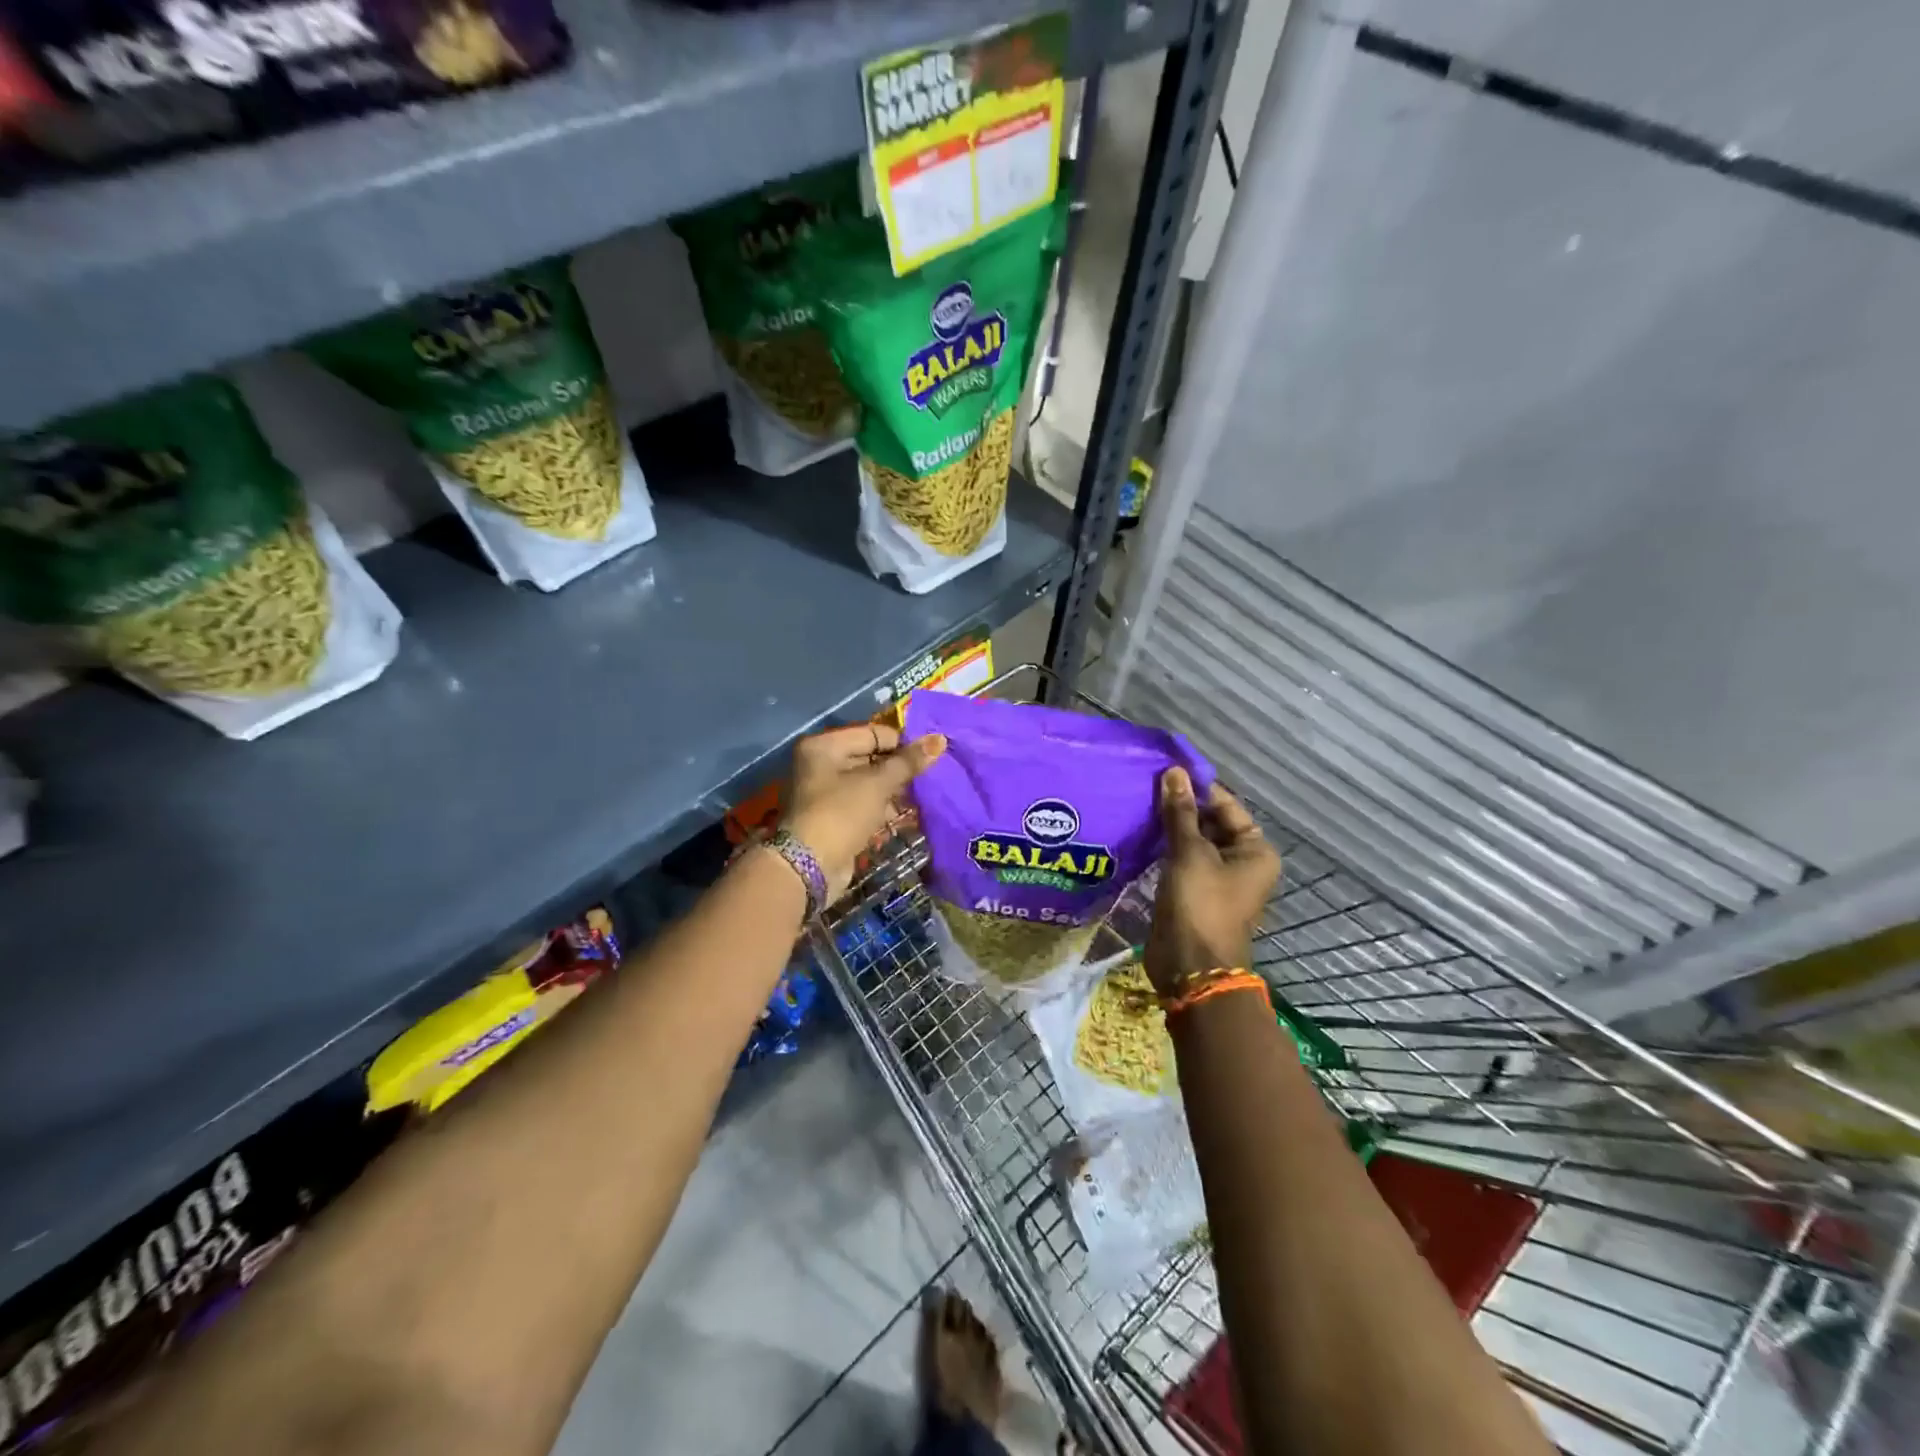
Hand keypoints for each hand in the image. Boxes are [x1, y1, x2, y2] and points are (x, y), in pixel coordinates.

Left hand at [783, 723, 945, 898]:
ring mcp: (826, 793)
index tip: (930, 756)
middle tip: (931, 776)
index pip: (872, 733)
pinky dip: (884, 808)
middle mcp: (821, 764)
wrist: (810, 867)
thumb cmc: (842, 813)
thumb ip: (908, 762)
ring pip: (870, 784)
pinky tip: (909, 815)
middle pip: (871, 758)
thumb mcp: (878, 784)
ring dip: (895, 791)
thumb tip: (940, 739)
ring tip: (925, 796)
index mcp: (825, 746)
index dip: (902, 743)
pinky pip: (865, 805)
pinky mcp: (835, 818)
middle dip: (900, 769)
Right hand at [1145, 768, 1281, 994]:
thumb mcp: (1189, 853)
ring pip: (1192, 840)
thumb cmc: (1200, 905)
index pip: (1225, 805)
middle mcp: (1241, 861)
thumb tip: (1174, 772)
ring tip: (1138, 804)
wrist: (1190, 967)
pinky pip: (1180, 859)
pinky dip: (1164, 846)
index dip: (1197, 787)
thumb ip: (1180, 811)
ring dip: (1169, 826)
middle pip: (1210, 821)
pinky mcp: (1193, 890)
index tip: (1164, 770)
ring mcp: (1217, 877)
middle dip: (1180, 806)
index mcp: (1255, 849)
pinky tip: (1140, 832)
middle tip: (1144, 785)